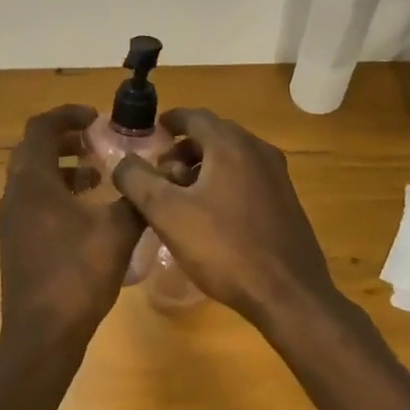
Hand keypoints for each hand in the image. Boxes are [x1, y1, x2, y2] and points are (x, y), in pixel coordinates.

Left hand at [0, 105, 145, 355]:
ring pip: (33, 177)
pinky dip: (58, 192)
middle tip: (98, 141)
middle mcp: (15, 195)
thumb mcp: (117, 232)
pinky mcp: (17, 241)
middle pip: (34, 150)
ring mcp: (12, 220)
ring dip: (63, 167)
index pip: (41, 128)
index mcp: (33, 183)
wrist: (42, 335)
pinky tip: (88, 212)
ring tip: (98, 174)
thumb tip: (155, 177)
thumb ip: (136, 198)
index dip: (68, 115)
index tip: (97, 118)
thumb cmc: (77, 276)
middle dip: (66, 139)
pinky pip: (34, 200)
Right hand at [111, 108, 337, 326]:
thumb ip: (138, 181)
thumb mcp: (167, 214)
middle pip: (215, 134)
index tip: (153, 133)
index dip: (170, 121)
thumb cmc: (223, 248)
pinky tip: (211, 213)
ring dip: (204, 165)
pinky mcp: (286, 201)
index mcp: (231, 146)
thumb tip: (122, 160)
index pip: (195, 116)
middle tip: (161, 171)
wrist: (287, 293)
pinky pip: (248, 176)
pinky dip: (225, 180)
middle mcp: (258, 151)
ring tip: (181, 194)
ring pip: (233, 157)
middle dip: (185, 147)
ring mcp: (278, 176)